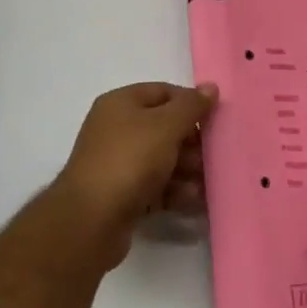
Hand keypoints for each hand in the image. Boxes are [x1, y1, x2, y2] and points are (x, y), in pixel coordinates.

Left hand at [52, 81, 216, 267]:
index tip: (215, 120)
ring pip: (161, 160)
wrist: (91, 220)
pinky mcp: (121, 195)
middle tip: (213, 156)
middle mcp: (116, 129)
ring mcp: (117, 163)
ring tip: (207, 184)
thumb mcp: (166, 126)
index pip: (163, 93)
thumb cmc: (130, 160)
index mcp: (121, 104)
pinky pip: (154, 186)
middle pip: (164, 128)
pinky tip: (193, 201)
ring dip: (187, 170)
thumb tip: (211, 87)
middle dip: (191, 142)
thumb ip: (191, 106)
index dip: (190, 103)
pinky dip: (174, 191)